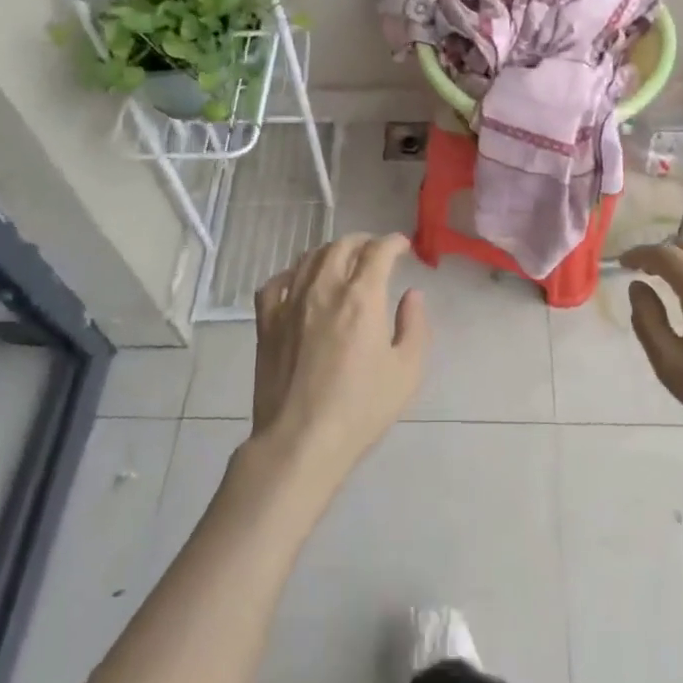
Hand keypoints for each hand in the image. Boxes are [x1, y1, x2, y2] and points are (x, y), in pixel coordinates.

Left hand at [248, 234, 429, 497]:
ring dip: (331, 252)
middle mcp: (325, 288)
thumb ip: (415, 325)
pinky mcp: (267, 321)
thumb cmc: (360, 409)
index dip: (393, 242)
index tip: (403, 247)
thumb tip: (412, 294)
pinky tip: (299, 282)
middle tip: (376, 253)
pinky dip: (292, 273)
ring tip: (342, 262)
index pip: (378, 250)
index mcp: (362, 297)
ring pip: (310, 257)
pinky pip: (275, 282)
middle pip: (342, 245)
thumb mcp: (407, 371)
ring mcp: (290, 302)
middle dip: (364, 241)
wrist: (300, 441)